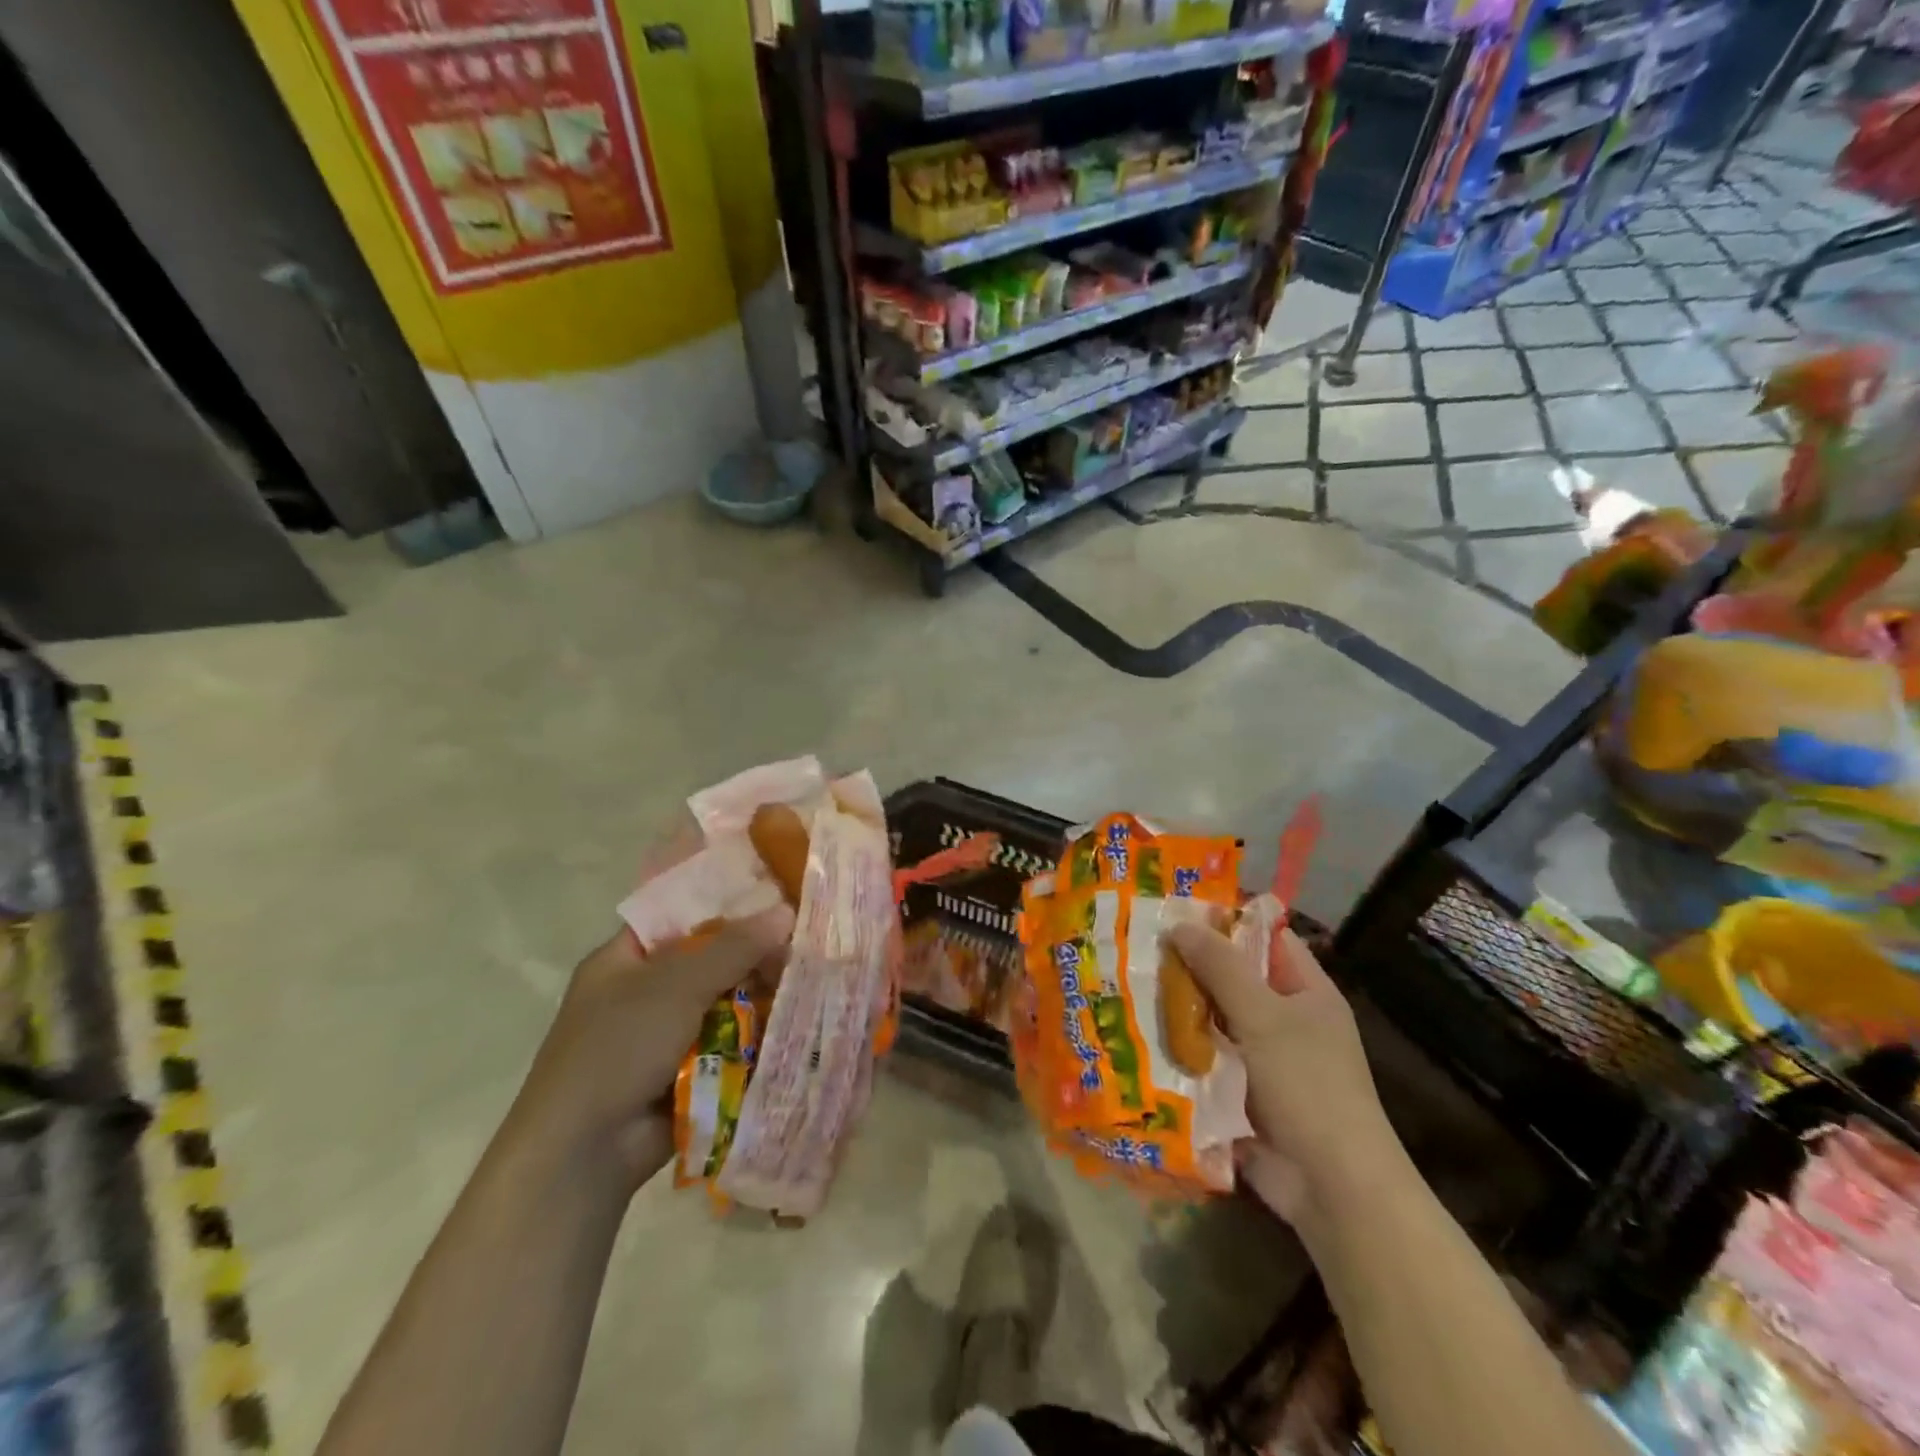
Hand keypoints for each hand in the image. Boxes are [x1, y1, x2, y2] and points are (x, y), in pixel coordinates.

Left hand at [510, 906, 793, 1191]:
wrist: (583, 1153)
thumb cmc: (618, 1048)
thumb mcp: (675, 985)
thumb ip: (733, 948)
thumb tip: (786, 912)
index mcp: (624, 961)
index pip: (678, 917)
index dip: (724, 905)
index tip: (775, 897)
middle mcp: (643, 993)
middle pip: (709, 961)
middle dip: (752, 956)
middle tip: (802, 947)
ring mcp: (665, 1036)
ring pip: (724, 1004)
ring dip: (759, 998)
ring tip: (809, 983)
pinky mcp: (686, 1074)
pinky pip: (729, 1044)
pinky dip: (755, 1037)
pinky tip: (795, 1023)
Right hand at [1165, 922, 1404, 1231]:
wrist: (1331, 1188)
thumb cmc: (1308, 1087)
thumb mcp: (1264, 1017)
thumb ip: (1221, 968)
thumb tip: (1179, 923)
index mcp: (1305, 992)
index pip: (1264, 938)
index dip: (1223, 921)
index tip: (1173, 908)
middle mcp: (1284, 1020)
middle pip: (1231, 979)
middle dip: (1188, 965)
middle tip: (1134, 945)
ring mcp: (1260, 1059)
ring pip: (1211, 1020)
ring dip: (1176, 1009)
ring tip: (1123, 982)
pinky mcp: (1238, 1092)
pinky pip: (1203, 1059)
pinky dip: (1177, 1049)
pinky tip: (1134, 1032)